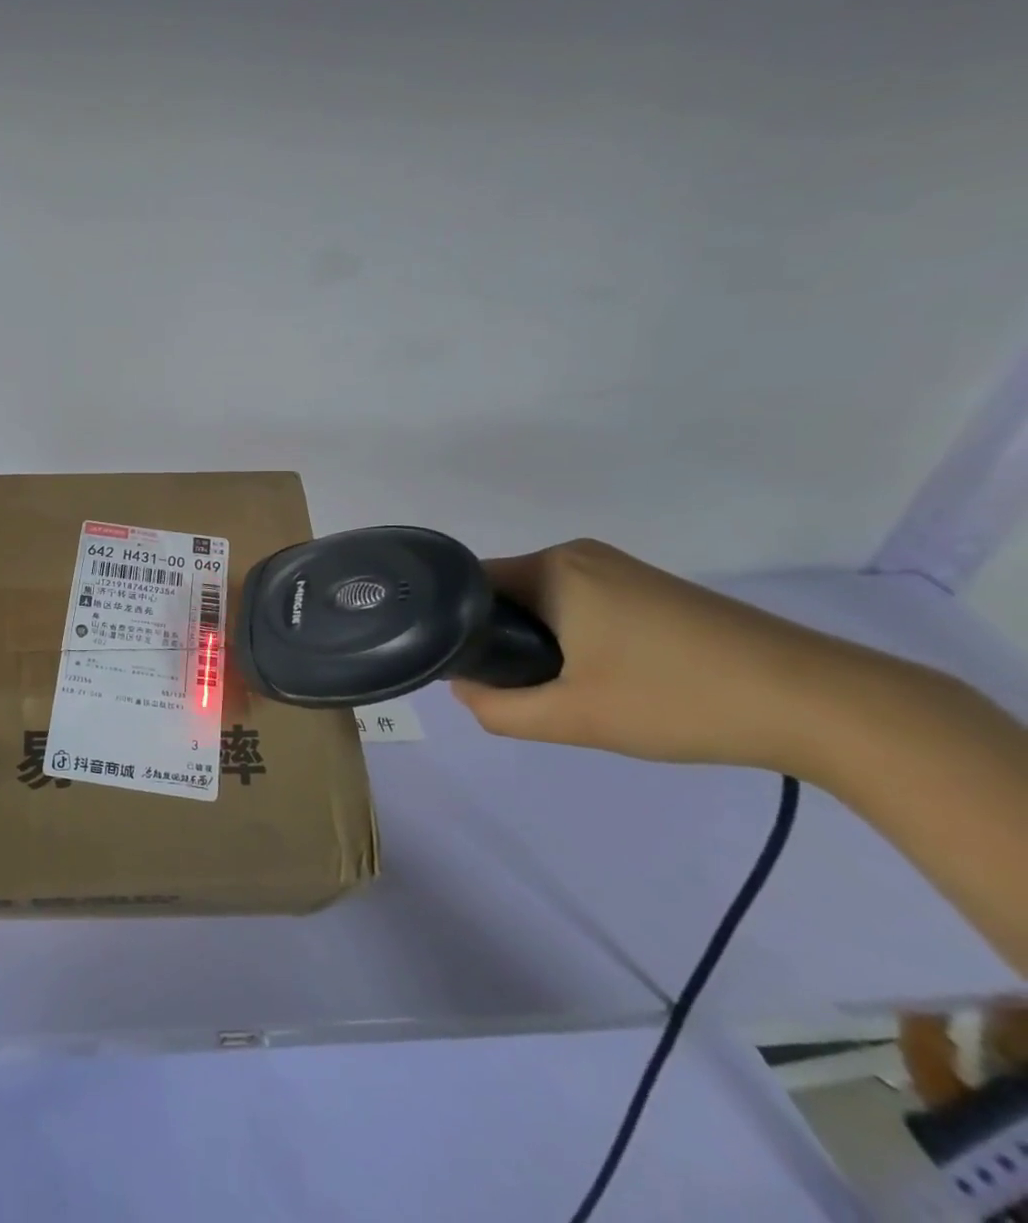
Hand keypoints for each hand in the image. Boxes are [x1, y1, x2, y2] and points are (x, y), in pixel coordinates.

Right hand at [449, 539, 882, 771]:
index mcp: (553, 568)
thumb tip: (465, 689)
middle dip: (498, 640)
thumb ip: (498, 709)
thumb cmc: (679, 699)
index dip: (452, 626)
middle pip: (506, 594)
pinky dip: (573, 639)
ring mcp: (621, 570)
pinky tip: (602, 680)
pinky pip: (581, 606)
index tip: (456, 668)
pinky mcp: (653, 592)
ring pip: (545, 604)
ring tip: (559, 691)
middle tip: (512, 690)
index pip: (469, 586)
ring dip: (537, 643)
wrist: (822, 704)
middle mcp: (580, 555)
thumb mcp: (573, 718)